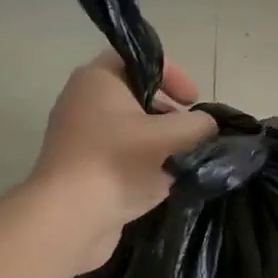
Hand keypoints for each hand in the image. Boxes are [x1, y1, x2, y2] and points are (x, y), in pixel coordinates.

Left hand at [31, 52, 217, 270]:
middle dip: (169, 112)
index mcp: (98, 79)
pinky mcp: (82, 166)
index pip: (141, 60)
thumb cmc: (117, 163)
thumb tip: (207, 126)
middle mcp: (84, 100)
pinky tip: (161, 181)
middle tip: (191, 131)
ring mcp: (80, 135)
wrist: (69, 218)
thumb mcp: (169, 137)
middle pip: (137, 94)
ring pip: (130, 127)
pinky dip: (142, 162)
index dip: (173, 74)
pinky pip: (120, 153)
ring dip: (159, 140)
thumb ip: (197, 125)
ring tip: (181, 159)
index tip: (193, 101)